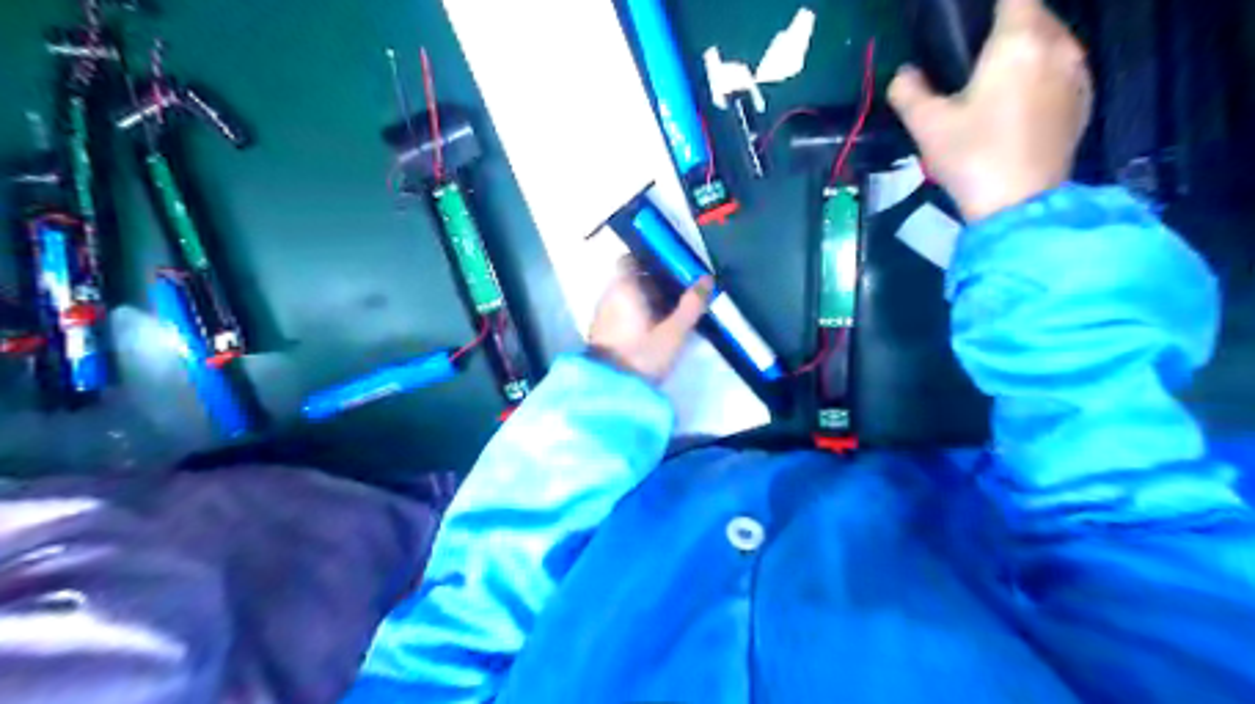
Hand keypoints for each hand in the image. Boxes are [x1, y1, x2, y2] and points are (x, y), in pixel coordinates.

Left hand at [592, 259, 714, 380]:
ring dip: (647, 300)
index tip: (673, 269)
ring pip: (626, 296)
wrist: (609, 390)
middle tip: (680, 293)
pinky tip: (655, 329)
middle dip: (654, 282)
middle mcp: (608, 295)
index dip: (651, 261)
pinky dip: (636, 314)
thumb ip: (691, 305)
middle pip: (631, 278)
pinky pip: (621, 312)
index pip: (631, 259)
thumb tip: (708, 279)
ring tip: (672, 312)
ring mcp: (602, 314)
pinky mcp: (601, 332)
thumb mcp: (674, 332)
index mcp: (623, 287)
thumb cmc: (641, 356)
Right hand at [891, 0, 1090, 219]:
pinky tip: (1017, 101)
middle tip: (972, 53)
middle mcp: (1058, 44)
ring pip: (1051, 39)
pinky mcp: (1084, 99)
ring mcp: (1077, 72)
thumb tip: (904, 74)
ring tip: (994, 77)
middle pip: (1035, 12)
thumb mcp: (927, 126)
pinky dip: (1040, 71)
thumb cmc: (972, 157)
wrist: (1020, 205)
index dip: (988, 6)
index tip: (966, 25)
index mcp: (1019, 40)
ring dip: (1025, 47)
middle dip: (1005, 23)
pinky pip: (1061, 67)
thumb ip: (909, 91)